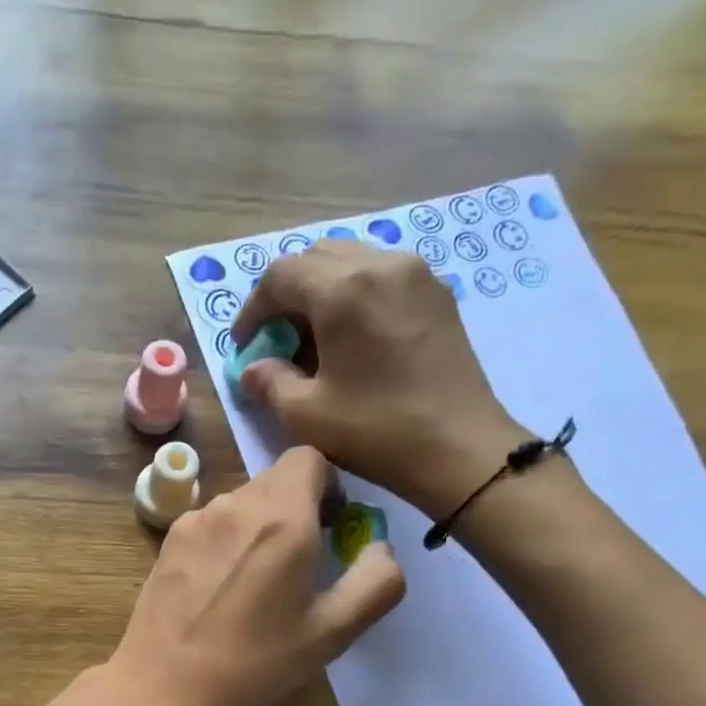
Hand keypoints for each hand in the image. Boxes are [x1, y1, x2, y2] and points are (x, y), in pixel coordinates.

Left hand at [104, 446, 404, 705]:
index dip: (329, 484)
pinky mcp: (167, 542)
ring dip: (260, 526)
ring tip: (258, 584)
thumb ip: (375, 581)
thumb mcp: (332, 633)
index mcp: (281, 517)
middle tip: (302, 564)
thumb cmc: (253, 665)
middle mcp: (234, 504)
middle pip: (275, 480)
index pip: (309, 456)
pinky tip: (220, 591)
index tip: (331, 526)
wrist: (163, 689)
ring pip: (241, 503)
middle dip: (298, 508)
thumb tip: (379, 547)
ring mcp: (194, 520)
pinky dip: (227, 541)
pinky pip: (211, 524)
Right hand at [230, 240, 525, 514]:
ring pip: (352, 261)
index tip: (245, 346)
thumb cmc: (376, 430)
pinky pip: (382, 276)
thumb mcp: (306, 415)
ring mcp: (415, 274)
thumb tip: (253, 369)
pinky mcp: (437, 294)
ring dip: (321, 292)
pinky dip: (355, 295)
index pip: (280, 276)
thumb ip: (270, 383)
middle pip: (316, 257)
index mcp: (342, 289)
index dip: (252, 309)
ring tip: (313, 339)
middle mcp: (380, 264)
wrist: (460, 448)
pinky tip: (352, 338)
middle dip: (286, 294)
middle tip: (277, 339)